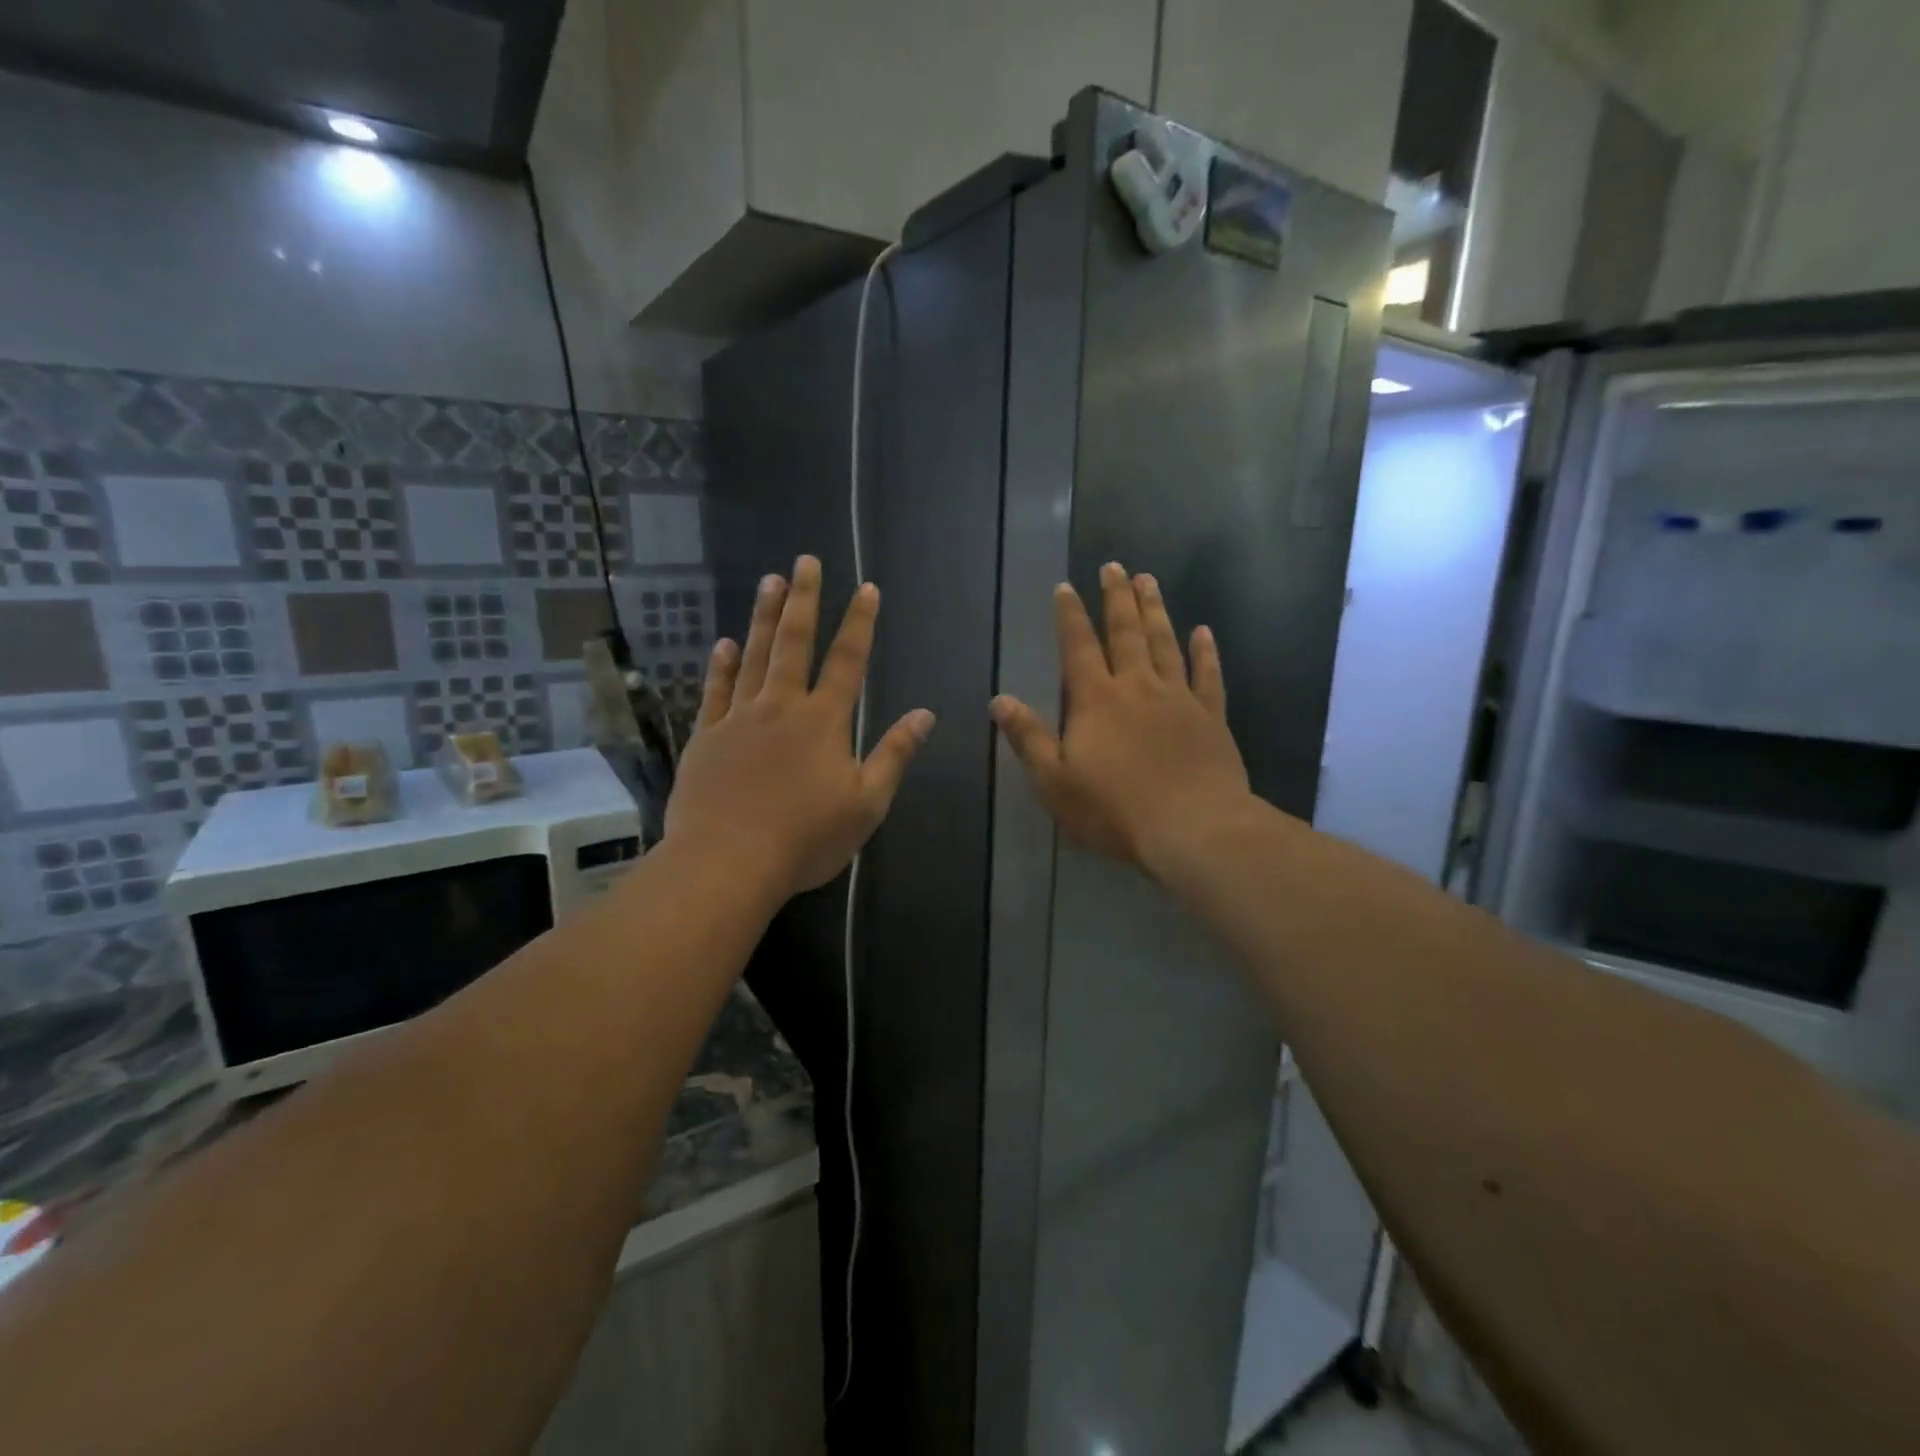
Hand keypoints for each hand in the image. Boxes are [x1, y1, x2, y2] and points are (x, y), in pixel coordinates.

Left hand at [665, 556, 934, 899]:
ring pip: (755, 656)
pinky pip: (715, 692)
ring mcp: (739, 719)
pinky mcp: (706, 738)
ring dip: (765, 617)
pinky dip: (721, 666)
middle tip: (806, 561)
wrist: (727, 861)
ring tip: (770, 581)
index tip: (866, 588)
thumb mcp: (867, 803)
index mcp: (824, 722)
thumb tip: (924, 715)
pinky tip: (724, 643)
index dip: (860, 623)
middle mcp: (781, 707)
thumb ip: (894, 755)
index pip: (848, 661)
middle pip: (795, 644)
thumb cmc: (806, 838)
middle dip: (805, 600)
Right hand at [991, 562, 1251, 873]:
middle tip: (1115, 566)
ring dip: (1155, 611)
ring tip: (1149, 581)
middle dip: (1117, 597)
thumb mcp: (1055, 781)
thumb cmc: (1115, 810)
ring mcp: (1179, 698)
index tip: (1066, 587)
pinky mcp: (1211, 717)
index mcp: (1096, 700)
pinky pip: (1208, 675)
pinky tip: (1203, 632)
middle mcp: (1138, 687)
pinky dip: (1205, 652)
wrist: (1194, 829)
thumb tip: (999, 700)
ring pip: (1165, 643)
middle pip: (1126, 632)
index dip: (1070, 616)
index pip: (1078, 647)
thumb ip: (1029, 738)